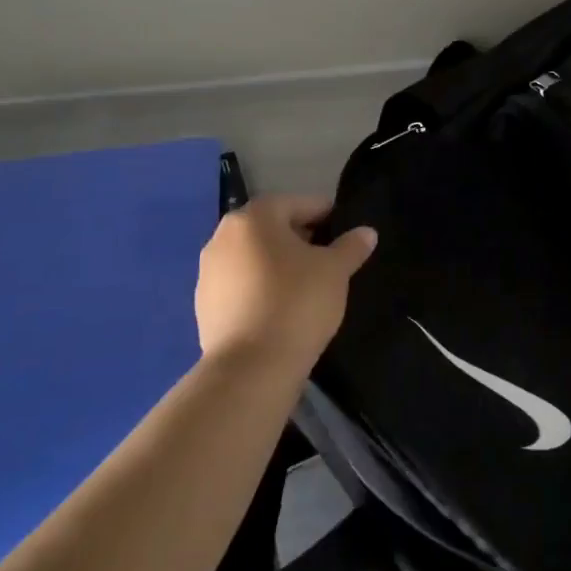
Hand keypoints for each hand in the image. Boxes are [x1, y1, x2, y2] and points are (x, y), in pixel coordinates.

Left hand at [194, 196, 376, 371]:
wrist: (251, 367)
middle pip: (271, 228)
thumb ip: (351, 246)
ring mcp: (208, 273)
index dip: (326, 215)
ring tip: (307, 285)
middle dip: (300, 239)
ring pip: (254, 257)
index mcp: (254, 218)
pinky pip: (241, 285)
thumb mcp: (336, 270)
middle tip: (329, 258)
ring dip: (278, 264)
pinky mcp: (204, 306)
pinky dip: (261, 288)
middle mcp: (222, 238)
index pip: (297, 203)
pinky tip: (282, 308)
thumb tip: (366, 232)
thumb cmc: (297, 302)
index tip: (345, 233)